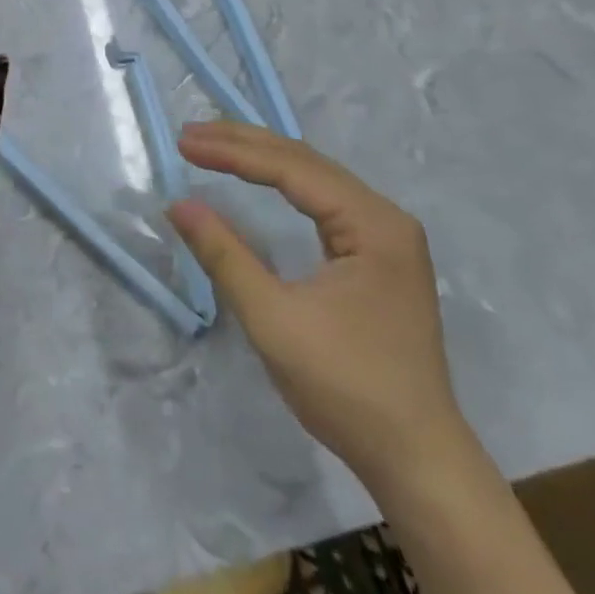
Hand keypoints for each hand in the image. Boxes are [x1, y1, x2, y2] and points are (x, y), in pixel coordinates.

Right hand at [168, 120, 465, 486]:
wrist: (416, 459)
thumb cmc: (347, 387)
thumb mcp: (274, 319)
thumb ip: (225, 255)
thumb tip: (178, 204)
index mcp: (372, 224)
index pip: (292, 169)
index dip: (233, 152)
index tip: (184, 144)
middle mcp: (385, 217)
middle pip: (306, 162)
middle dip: (245, 144)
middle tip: (190, 134)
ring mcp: (386, 237)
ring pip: (315, 178)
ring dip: (262, 159)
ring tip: (213, 145)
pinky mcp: (378, 257)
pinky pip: (323, 202)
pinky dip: (283, 184)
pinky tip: (260, 178)